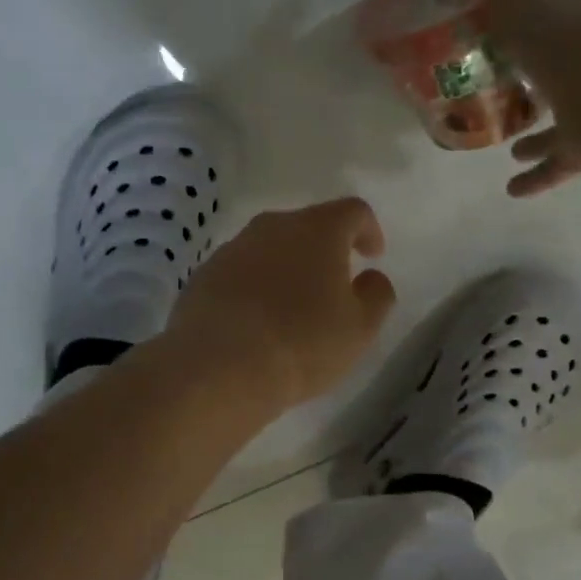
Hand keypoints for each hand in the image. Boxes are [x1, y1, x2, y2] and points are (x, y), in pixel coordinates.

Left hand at [165, 197, 397, 411]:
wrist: (218, 368)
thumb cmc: (302, 343)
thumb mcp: (359, 328)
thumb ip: (376, 295)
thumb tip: (370, 277)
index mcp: (318, 229)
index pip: (353, 211)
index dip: (368, 230)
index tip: (372, 256)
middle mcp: (273, 227)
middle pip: (307, 226)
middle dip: (324, 250)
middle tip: (334, 285)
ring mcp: (232, 249)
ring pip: (270, 248)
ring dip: (286, 268)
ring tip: (293, 308)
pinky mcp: (204, 275)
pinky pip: (240, 273)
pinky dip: (254, 288)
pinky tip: (257, 323)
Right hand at [460, 0, 580, 197]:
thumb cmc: (564, 48)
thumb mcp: (522, 7)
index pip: (561, 19)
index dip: (537, 24)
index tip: (511, 34)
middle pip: (567, 73)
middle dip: (542, 84)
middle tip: (513, 95)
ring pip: (568, 124)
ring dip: (539, 139)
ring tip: (511, 152)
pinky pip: (565, 163)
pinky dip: (540, 175)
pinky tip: (514, 189)